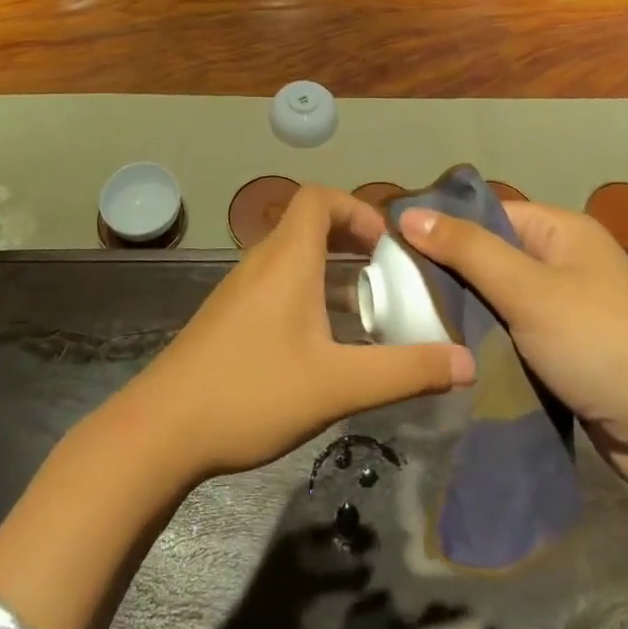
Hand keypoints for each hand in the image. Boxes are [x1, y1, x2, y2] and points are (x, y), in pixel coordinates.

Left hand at [120, 185, 473, 484]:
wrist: (161, 430)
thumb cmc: (252, 392)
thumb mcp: (338, 385)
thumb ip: (405, 372)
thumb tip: (466, 363)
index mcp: (287, 258)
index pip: (318, 198)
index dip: (357, 208)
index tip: (388, 244)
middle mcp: (261, 261)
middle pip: (308, 223)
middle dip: (352, 240)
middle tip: (389, 275)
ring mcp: (240, 289)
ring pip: (293, 257)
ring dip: (332, 269)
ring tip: (367, 309)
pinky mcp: (229, 316)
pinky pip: (277, 282)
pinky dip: (308, 291)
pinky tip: (324, 342)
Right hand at [397, 201, 627, 485]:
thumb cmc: (601, 344)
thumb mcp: (528, 290)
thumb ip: (467, 250)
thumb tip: (408, 212)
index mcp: (562, 231)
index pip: (488, 214)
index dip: (442, 226)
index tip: (393, 248)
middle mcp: (565, 262)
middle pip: (491, 256)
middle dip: (449, 274)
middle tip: (396, 293)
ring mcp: (568, 309)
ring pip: (499, 299)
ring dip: (466, 313)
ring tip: (414, 323)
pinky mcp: (568, 351)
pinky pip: (515, 333)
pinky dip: (488, 341)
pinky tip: (453, 352)